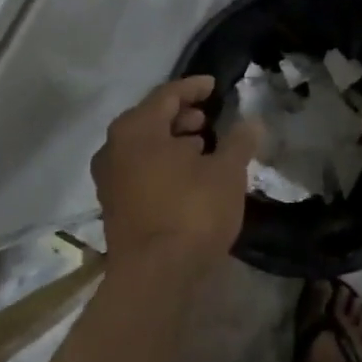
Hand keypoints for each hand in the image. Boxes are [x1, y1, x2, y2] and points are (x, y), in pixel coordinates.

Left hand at [92, 75, 261, 277]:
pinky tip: (185, 175)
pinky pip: (139, 169)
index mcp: (137, 128)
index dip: (193, 87)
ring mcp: (109, 178)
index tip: (214, 85)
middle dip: (180, 115)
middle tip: (208, 118)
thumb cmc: (191, 212)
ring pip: (143, 146)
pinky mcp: (114, 205)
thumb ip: (239, 142)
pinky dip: (161, 163)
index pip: (167, 94)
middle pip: (150, 119)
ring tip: (201, 145)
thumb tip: (252, 122)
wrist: (155, 276)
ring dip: (171, 141)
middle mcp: (114, 147)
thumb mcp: (226, 173)